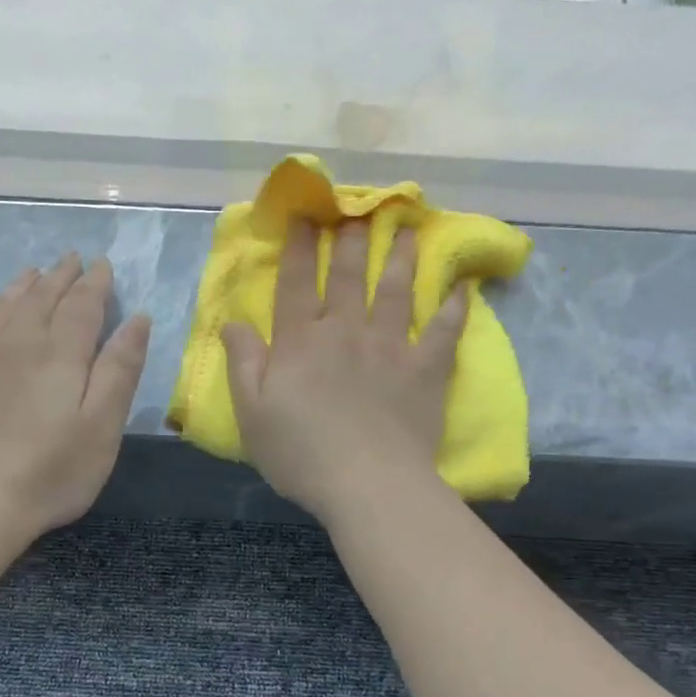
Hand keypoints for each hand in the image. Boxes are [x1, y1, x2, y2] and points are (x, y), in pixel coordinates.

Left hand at [0, 254, 150, 536]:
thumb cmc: (52, 468)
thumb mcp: (103, 424)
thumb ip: (120, 369)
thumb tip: (138, 319)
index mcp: (61, 351)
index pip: (82, 303)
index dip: (96, 283)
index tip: (104, 265)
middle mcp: (20, 342)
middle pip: (43, 296)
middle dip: (62, 275)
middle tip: (74, 259)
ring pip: (6, 305)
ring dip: (25, 285)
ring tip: (36, 273)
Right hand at [222, 221, 467, 522]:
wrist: (368, 484)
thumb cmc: (301, 453)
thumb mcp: (251, 413)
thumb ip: (242, 361)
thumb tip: (232, 320)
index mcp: (301, 341)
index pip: (298, 283)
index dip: (300, 248)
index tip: (305, 216)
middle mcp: (346, 332)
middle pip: (349, 277)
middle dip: (350, 241)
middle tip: (357, 212)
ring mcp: (391, 348)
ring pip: (396, 291)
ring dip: (400, 258)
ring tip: (406, 229)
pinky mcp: (426, 371)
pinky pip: (444, 332)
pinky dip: (454, 309)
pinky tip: (463, 289)